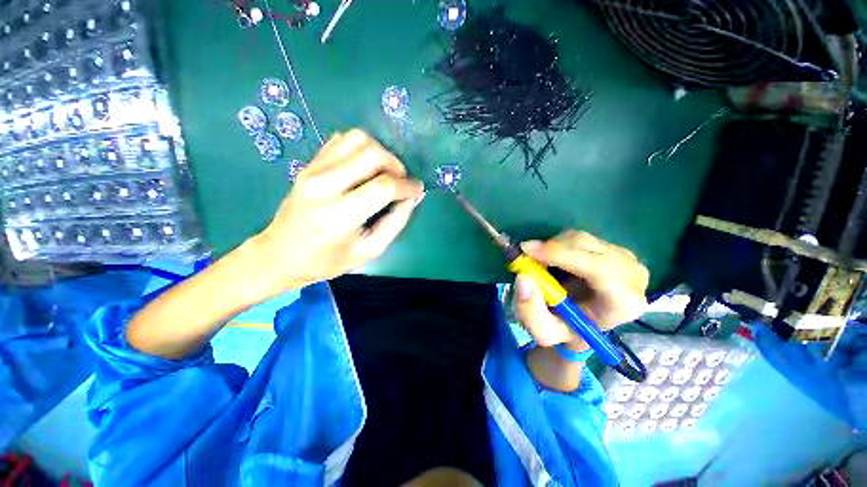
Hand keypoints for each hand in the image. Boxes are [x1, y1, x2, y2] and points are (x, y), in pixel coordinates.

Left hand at [250, 129, 424, 293]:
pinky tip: (365, 167)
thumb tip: (414, 196)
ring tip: (385, 173)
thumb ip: (396, 222)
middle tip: (401, 182)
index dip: (407, 186)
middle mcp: (324, 186)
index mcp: (339, 216)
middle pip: (372, 154)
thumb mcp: (369, 250)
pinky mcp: (309, 164)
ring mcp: (313, 170)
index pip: (383, 186)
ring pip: (357, 139)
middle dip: (396, 165)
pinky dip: (361, 148)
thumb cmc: (327, 260)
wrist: (279, 255)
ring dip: (380, 152)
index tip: (418, 190)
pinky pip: (341, 140)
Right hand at [512, 230, 648, 349]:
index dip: (560, 255)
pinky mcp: (614, 248)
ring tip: (541, 265)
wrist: (584, 322)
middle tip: (526, 256)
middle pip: (587, 247)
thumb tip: (524, 278)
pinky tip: (554, 261)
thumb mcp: (544, 332)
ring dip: (553, 247)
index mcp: (623, 303)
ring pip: (580, 239)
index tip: (528, 252)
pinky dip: (558, 244)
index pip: (598, 269)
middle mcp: (633, 276)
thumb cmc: (567, 329)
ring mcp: (626, 258)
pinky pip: (579, 238)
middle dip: (551, 249)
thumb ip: (530, 311)